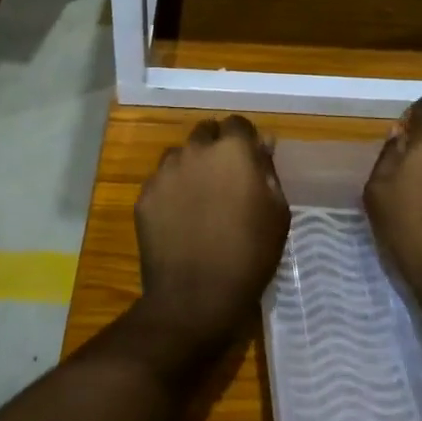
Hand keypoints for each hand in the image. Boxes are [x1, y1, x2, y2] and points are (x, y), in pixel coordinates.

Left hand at [135, 115, 290, 346]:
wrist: (196, 297)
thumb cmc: (249, 255)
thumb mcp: (277, 213)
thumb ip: (268, 171)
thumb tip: (263, 143)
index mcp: (232, 151)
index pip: (237, 123)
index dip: (244, 139)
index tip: (250, 159)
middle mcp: (195, 150)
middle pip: (205, 133)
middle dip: (215, 147)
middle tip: (225, 178)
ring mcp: (164, 172)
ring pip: (179, 155)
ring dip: (191, 166)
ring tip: (199, 198)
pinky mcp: (144, 195)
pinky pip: (160, 181)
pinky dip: (170, 191)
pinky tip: (179, 218)